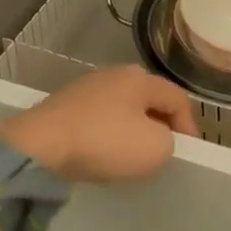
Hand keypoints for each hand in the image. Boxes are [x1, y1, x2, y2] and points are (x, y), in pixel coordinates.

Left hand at [0, 66, 195, 182]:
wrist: (40, 146)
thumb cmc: (104, 141)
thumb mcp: (154, 148)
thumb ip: (170, 141)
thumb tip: (159, 137)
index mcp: (141, 78)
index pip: (178, 98)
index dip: (190, 126)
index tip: (190, 153)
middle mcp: (116, 74)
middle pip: (150, 100)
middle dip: (161, 125)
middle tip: (164, 152)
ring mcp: (88, 86)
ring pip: (124, 108)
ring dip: (134, 130)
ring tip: (133, 156)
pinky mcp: (66, 103)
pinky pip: (100, 118)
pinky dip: (109, 134)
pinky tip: (103, 153)